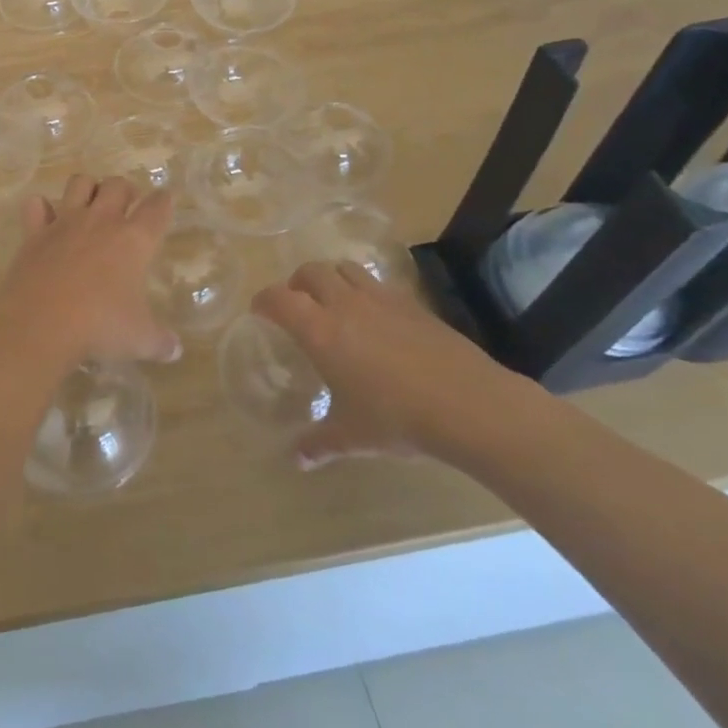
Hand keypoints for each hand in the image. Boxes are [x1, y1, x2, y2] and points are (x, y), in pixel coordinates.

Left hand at [0, 175, 179, 368]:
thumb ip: (160, 341)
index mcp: (134, 240)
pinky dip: (41, 207)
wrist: (41, 323)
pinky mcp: (34, 233)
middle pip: (117, 185)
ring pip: (79, 183)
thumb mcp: (139, 339)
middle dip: (125, 188)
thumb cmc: (100, 327)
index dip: (163, 201)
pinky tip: (44, 217)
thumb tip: (175, 350)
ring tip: (90, 202)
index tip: (165, 200)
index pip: (156, 208)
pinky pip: (36, 205)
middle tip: (127, 202)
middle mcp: (101, 221)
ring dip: (88, 187)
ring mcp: (65, 223)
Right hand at [253, 262, 523, 467]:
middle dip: (297, 283)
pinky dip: (365, 291)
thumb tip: (296, 460)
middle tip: (297, 304)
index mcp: (319, 330)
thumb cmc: (397, 418)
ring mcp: (380, 298)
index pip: (278, 299)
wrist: (468, 404)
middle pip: (310, 271)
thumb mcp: (352, 436)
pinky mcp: (411, 303)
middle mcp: (344, 304)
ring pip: (344, 268)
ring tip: (333, 302)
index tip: (259, 311)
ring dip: (331, 279)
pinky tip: (374, 318)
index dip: (264, 300)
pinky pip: (377, 283)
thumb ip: (319, 443)